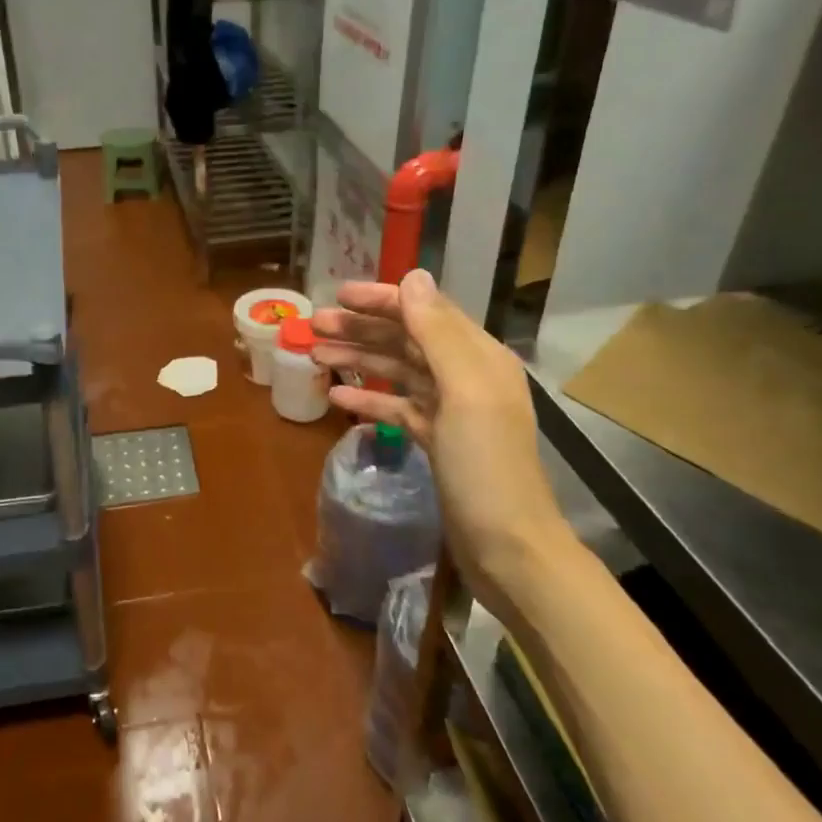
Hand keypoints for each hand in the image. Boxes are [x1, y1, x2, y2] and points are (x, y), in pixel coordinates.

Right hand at [310, 269, 574, 580]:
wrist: (507, 545)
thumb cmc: (486, 466)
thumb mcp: (464, 392)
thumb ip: (437, 333)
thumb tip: (413, 276)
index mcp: (478, 356)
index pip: (425, 312)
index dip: (382, 300)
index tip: (337, 295)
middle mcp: (466, 375)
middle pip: (406, 340)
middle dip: (361, 328)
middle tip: (314, 326)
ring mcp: (451, 411)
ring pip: (398, 372)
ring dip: (358, 360)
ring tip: (314, 356)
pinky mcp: (437, 441)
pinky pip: (398, 408)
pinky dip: (369, 400)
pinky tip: (337, 399)